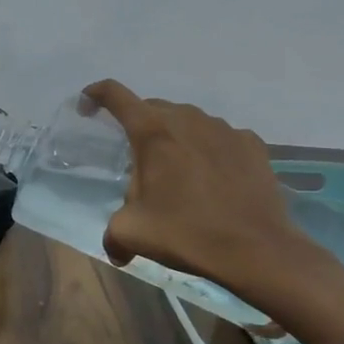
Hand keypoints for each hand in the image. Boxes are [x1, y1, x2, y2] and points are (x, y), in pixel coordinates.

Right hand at [83, 79, 307, 298]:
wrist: (256, 249)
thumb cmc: (186, 233)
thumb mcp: (132, 233)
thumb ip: (112, 233)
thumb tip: (116, 248)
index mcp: (152, 132)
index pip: (115, 95)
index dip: (95, 95)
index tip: (87, 106)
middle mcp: (187, 119)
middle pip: (152, 108)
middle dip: (138, 125)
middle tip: (137, 159)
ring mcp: (224, 129)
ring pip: (188, 121)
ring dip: (176, 138)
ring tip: (178, 172)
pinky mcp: (252, 144)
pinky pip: (220, 138)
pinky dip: (209, 150)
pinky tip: (213, 179)